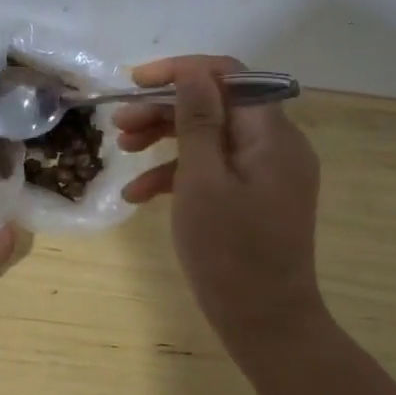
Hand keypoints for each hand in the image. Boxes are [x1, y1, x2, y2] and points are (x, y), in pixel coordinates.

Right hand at [118, 55, 324, 345]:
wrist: (266, 324)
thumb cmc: (230, 252)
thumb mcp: (203, 180)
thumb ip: (198, 121)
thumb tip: (193, 72)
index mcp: (272, 135)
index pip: (230, 76)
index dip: (182, 70)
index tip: (137, 82)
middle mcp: (275, 146)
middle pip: (217, 105)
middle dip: (165, 108)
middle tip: (120, 121)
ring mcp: (266, 173)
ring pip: (211, 137)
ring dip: (165, 138)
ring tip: (123, 149)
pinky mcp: (254, 198)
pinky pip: (215, 170)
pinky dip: (178, 175)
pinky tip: (139, 195)